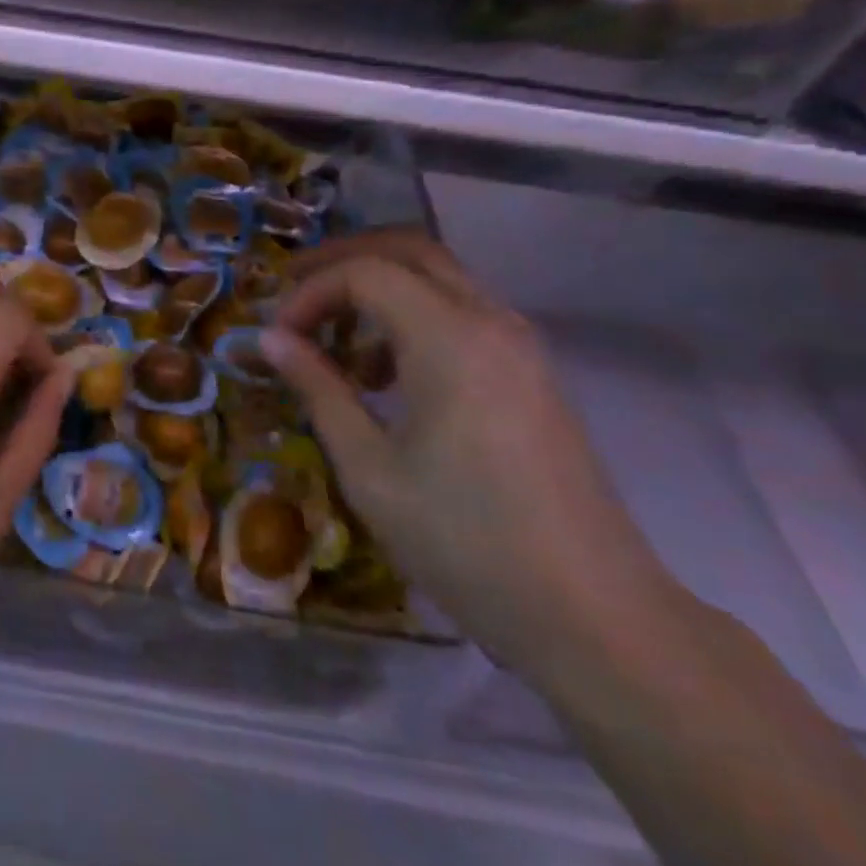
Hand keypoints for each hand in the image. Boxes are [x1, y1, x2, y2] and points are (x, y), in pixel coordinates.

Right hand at [262, 230, 676, 675]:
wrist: (594, 615)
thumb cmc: (465, 542)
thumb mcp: (370, 468)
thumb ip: (319, 389)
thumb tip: (270, 339)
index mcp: (450, 338)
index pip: (365, 273)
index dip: (310, 293)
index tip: (277, 338)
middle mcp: (490, 321)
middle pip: (410, 250)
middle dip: (344, 259)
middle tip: (294, 291)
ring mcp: (520, 344)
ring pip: (440, 277)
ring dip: (380, 287)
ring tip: (336, 341)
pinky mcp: (532, 372)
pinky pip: (463, 312)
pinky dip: (413, 315)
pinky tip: (388, 375)